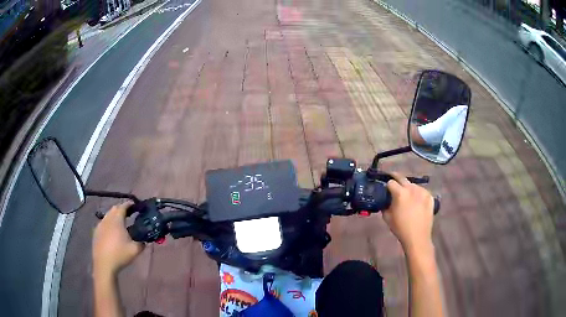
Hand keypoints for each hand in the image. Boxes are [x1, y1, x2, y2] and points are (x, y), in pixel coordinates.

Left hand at [92, 202, 144, 276]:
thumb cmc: (120, 255)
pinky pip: (103, 223)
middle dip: (121, 209)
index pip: (123, 207)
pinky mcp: (96, 232)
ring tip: (120, 223)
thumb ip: (142, 243)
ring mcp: (100, 225)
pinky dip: (109, 224)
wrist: (104, 264)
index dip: (129, 204)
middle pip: (114, 209)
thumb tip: (144, 240)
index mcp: (117, 220)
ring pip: (108, 216)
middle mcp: (107, 219)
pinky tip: (112, 232)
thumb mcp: (135, 250)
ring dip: (114, 216)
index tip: (134, 205)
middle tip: (129, 214)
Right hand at [383, 173, 434, 252]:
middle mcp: (412, 188)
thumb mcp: (387, 217)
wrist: (417, 237)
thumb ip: (385, 205)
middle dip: (396, 179)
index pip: (391, 182)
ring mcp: (422, 191)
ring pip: (413, 185)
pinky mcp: (430, 196)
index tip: (386, 190)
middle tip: (393, 184)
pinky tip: (416, 202)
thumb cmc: (400, 228)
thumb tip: (385, 200)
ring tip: (407, 197)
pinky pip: (421, 191)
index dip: (387, 186)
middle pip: (402, 178)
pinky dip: (418, 194)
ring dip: (408, 188)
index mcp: (400, 193)